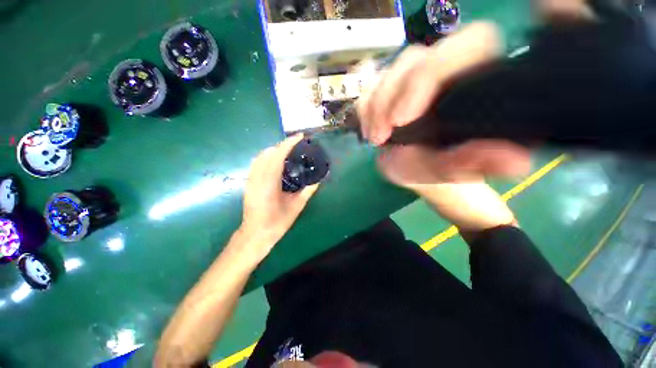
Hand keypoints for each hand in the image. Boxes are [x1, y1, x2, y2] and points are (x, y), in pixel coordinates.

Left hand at [237, 134, 318, 259]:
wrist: (256, 234)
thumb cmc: (277, 222)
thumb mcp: (297, 207)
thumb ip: (308, 191)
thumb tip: (319, 179)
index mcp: (269, 183)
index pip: (278, 155)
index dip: (289, 143)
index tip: (300, 137)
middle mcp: (257, 177)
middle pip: (268, 152)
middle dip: (283, 145)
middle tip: (297, 145)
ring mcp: (251, 179)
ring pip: (261, 156)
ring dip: (275, 150)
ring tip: (288, 151)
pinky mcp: (248, 182)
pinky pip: (257, 163)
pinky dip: (267, 157)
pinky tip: (276, 161)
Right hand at [357, 22, 529, 183]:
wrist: (412, 171)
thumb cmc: (436, 172)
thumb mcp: (452, 172)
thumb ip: (476, 164)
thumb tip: (516, 162)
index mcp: (478, 83)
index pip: (471, 43)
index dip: (431, 74)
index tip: (403, 119)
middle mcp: (448, 71)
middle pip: (417, 57)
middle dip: (391, 95)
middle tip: (381, 135)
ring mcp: (415, 78)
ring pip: (390, 71)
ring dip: (375, 107)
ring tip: (376, 139)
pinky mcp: (392, 88)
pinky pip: (371, 86)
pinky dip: (365, 109)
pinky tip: (370, 131)